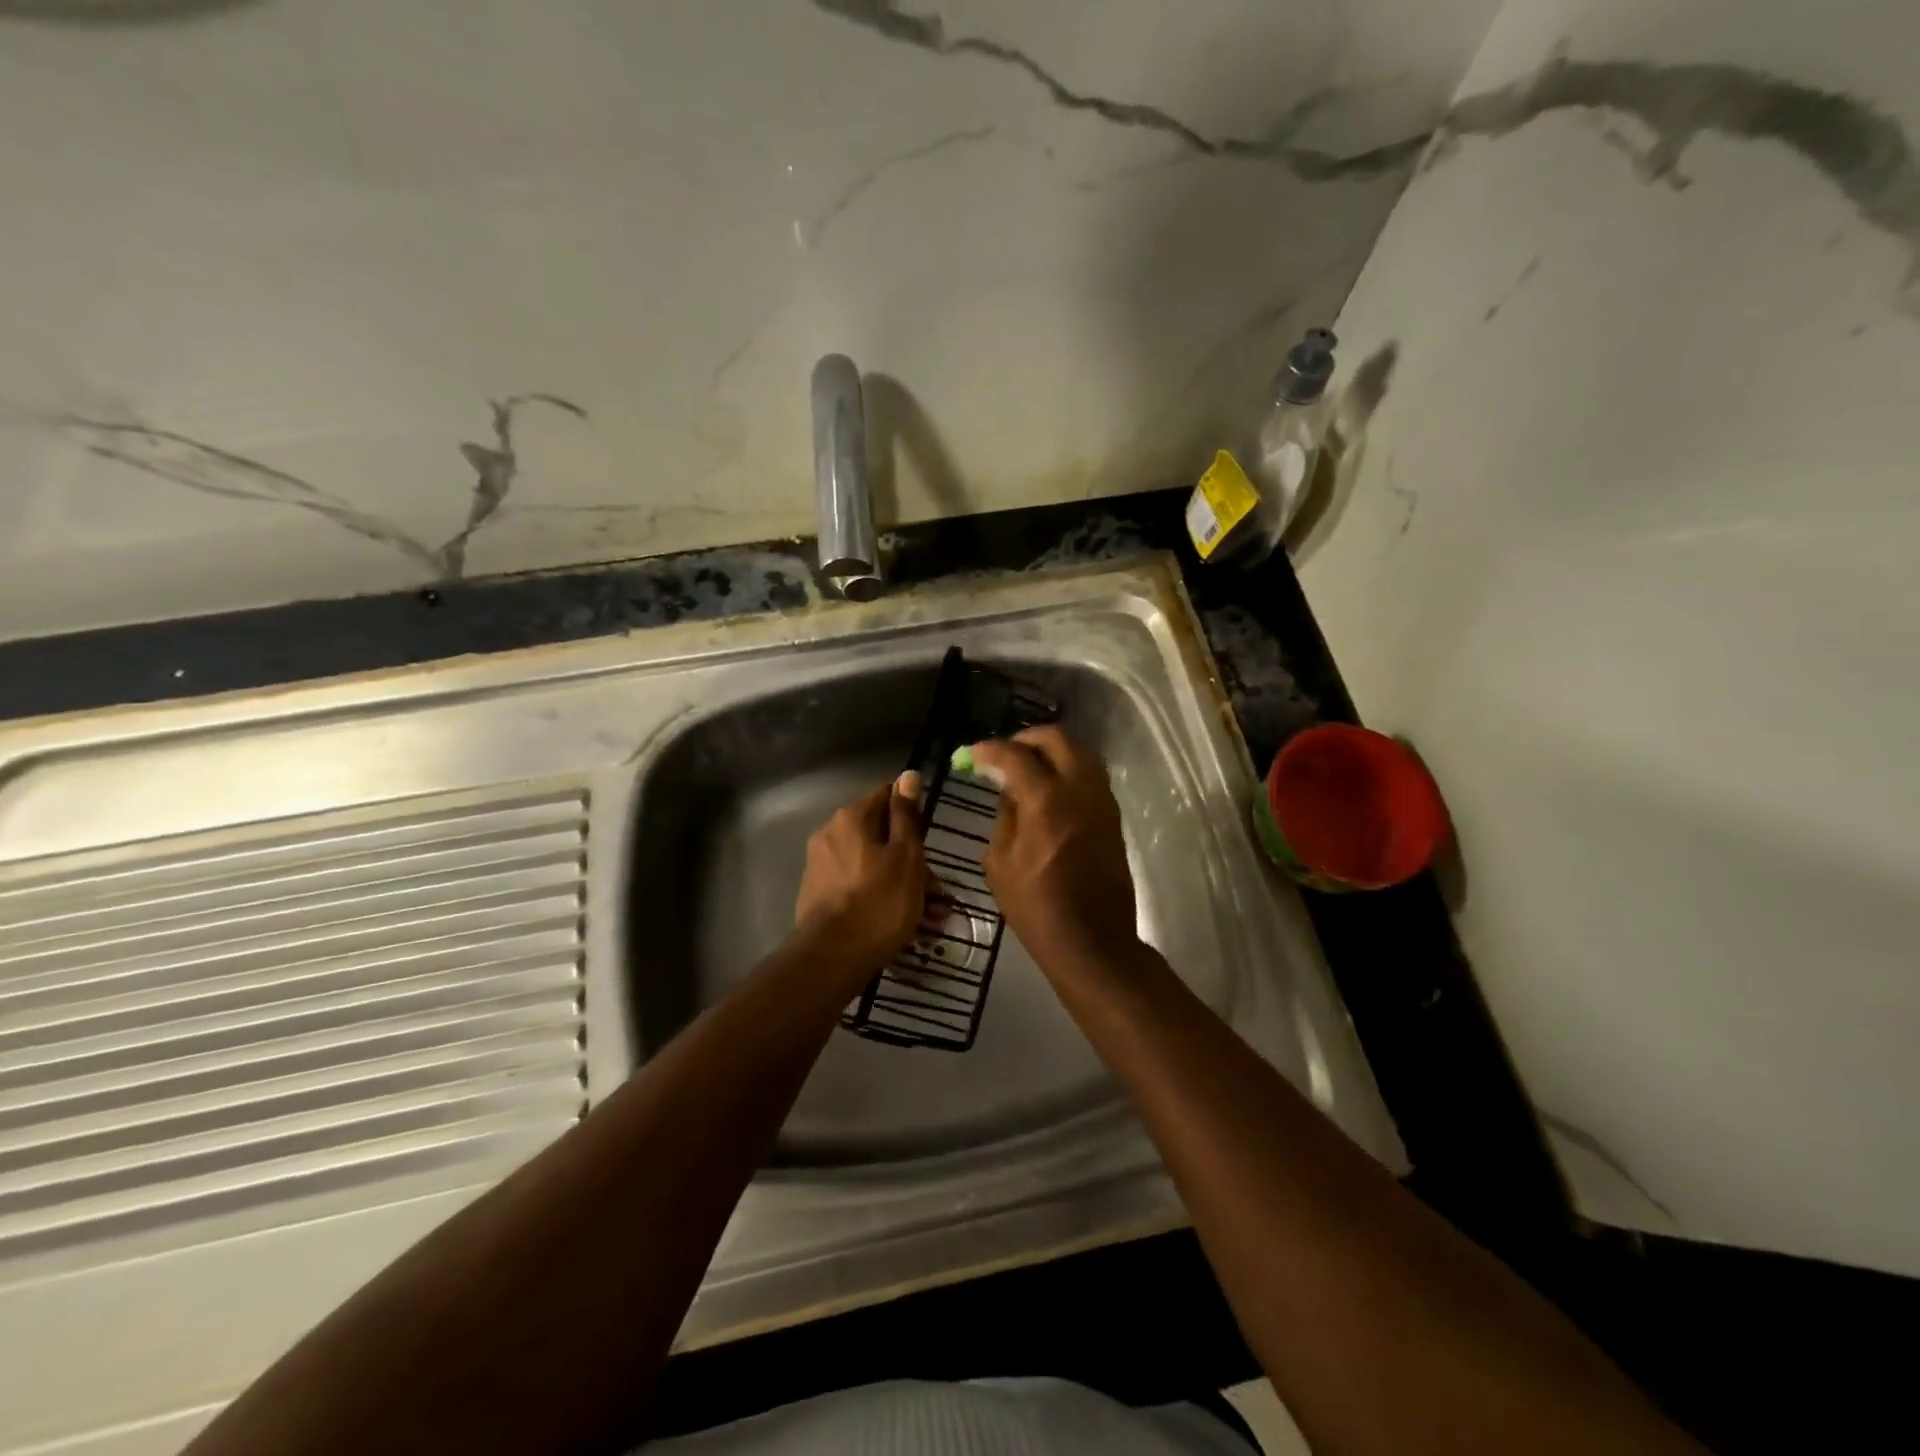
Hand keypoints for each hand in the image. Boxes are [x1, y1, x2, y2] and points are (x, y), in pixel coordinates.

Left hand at [793, 772, 932, 977]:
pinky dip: (882, 899)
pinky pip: (860, 888)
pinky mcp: (820, 897)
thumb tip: (908, 774)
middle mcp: (830, 835)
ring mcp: (822, 867)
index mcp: (850, 818)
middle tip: (939, 893)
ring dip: (904, 886)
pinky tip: (906, 926)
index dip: (913, 814)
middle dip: (914, 862)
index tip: (931, 840)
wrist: (833, 957)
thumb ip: (907, 815)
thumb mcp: (906, 855)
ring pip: (874, 867)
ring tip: (931, 919)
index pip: (886, 796)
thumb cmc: (879, 901)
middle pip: (881, 837)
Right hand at [969, 727, 1143, 977]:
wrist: (1092, 941)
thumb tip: (1010, 791)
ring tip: (1028, 766)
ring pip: (1081, 752)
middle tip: (1006, 752)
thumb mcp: (999, 863)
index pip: (1016, 755)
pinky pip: (1091, 775)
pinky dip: (1069, 768)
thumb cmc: (1036, 908)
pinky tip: (1049, 787)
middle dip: (1027, 738)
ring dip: (1052, 750)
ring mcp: (1102, 802)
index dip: (990, 749)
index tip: (974, 754)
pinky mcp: (1112, 816)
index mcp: (1046, 802)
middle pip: (1058, 738)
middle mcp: (1079, 791)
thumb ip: (1004, 817)